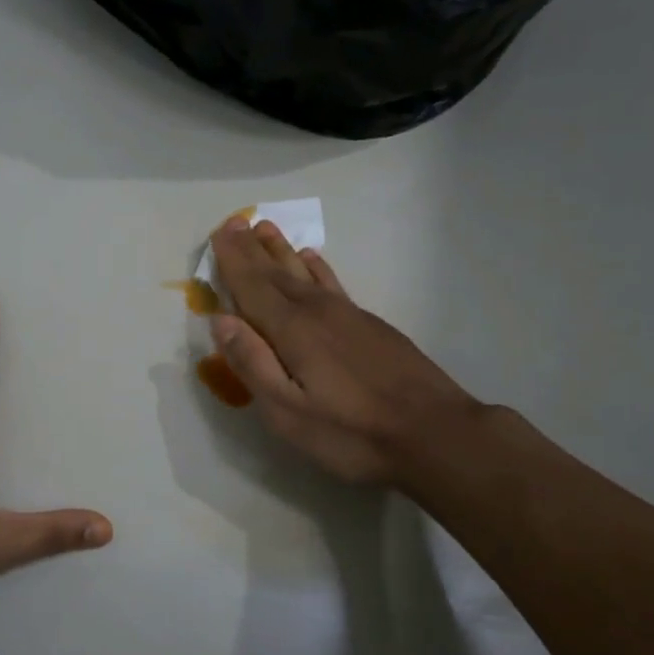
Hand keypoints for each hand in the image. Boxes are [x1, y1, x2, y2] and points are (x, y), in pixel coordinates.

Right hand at [209, 218, 485, 488]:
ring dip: (282, 251)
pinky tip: (312, 260)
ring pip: (305, 273)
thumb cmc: (351, 432)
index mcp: (292, 331)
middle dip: (252, 249)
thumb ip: (252, 364)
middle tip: (234, 222)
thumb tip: (222, 320)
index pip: (253, 287)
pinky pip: (333, 283)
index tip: (219, 232)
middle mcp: (317, 312)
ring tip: (266, 228)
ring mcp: (348, 315)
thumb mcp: (288, 413)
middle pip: (277, 274)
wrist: (434, 433)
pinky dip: (317, 268)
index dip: (233, 261)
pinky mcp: (370, 325)